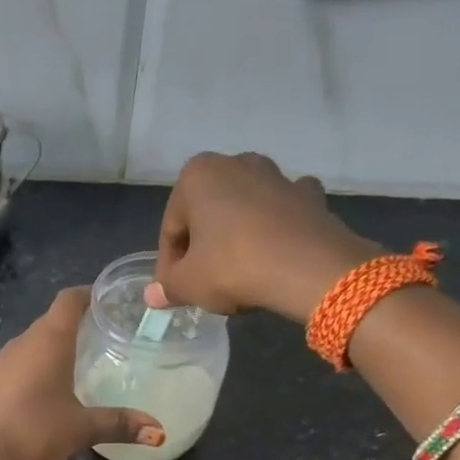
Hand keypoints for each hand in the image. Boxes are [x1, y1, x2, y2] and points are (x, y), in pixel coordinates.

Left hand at [0, 287, 164, 459]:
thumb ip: (119, 424)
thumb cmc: (34, 430)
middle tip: (102, 333)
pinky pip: (19, 365)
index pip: (69, 300)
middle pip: (50, 321)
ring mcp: (2, 363)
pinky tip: (48, 389)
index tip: (107, 298)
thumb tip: (158, 432)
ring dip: (53, 347)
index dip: (88, 294)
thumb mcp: (82, 428)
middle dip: (75, 323)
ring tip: (78, 361)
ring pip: (32, 344)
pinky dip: (36, 367)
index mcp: (49, 340)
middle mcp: (23, 343)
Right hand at [147, 152, 382, 323]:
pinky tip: (274, 254)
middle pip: (207, 215)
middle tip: (204, 284)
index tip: (175, 290)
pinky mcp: (308, 195)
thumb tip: (151, 296)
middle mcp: (236, 163)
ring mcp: (277, 175)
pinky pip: (281, 214)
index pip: (171, 228)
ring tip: (239, 275)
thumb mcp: (188, 284)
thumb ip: (167, 287)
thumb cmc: (233, 267)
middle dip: (203, 247)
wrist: (307, 268)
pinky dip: (275, 230)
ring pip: (244, 211)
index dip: (169, 264)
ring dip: (236, 237)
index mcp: (197, 175)